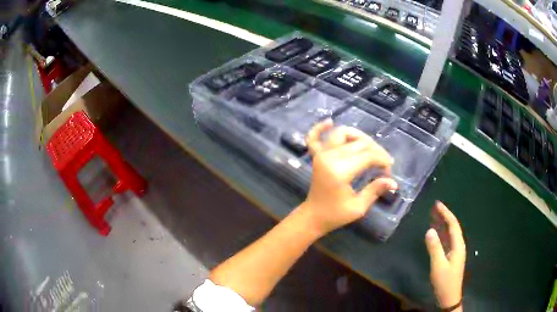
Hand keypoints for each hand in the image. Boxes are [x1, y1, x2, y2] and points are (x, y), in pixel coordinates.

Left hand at [299, 120, 396, 237]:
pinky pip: (313, 138)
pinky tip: (329, 122)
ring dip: (358, 136)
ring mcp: (320, 155)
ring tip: (370, 147)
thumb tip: (393, 182)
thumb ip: (375, 190)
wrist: (313, 216)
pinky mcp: (316, 156)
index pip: (368, 156)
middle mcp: (329, 157)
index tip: (389, 171)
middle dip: (376, 151)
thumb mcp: (358, 207)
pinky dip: (319, 128)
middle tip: (384, 164)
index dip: (382, 160)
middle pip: (359, 143)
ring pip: (342, 134)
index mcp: (340, 171)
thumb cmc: (335, 215)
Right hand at [425, 202, 465, 308]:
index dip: (446, 213)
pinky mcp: (451, 257)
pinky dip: (442, 234)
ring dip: (443, 224)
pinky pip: (447, 241)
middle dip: (445, 216)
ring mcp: (455, 252)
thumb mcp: (438, 266)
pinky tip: (437, 233)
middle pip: (453, 227)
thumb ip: (434, 248)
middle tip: (435, 207)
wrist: (449, 297)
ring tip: (435, 216)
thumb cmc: (445, 282)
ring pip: (450, 233)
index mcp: (458, 246)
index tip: (437, 204)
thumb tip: (429, 230)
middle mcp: (459, 246)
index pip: (453, 225)